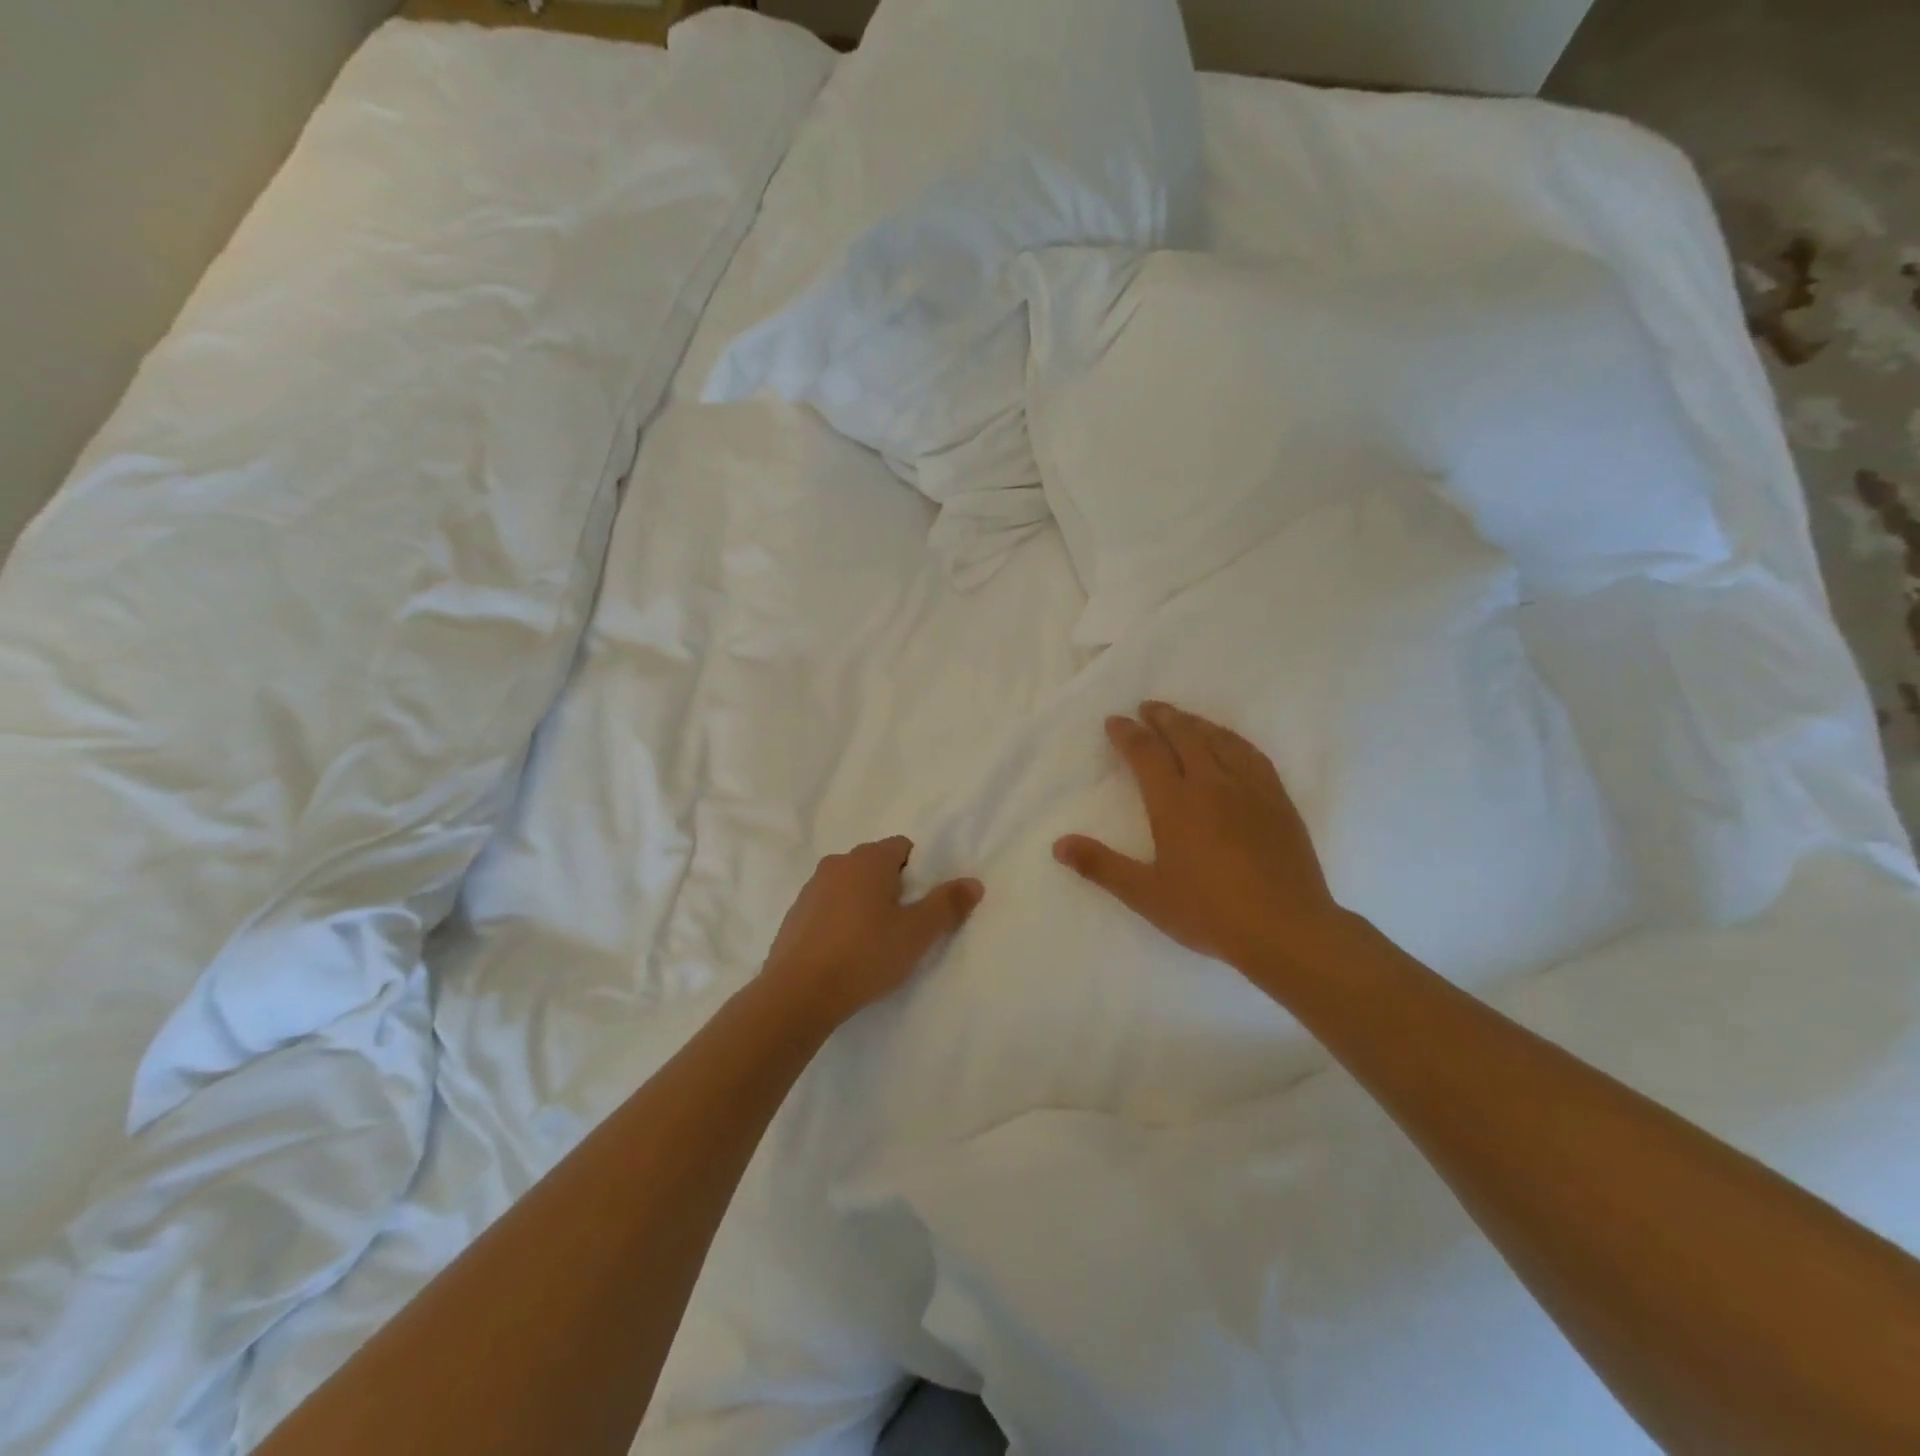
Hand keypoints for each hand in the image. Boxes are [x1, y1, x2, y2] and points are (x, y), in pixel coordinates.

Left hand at [762, 837, 983, 1028]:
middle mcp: (837, 864)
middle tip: (905, 924)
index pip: (903, 847)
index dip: (919, 871)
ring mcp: (811, 888)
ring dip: (865, 903)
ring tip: (875, 942)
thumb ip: (947, 904)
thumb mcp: (917, 933)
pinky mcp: (795, 915)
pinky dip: (841, 920)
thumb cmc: (864, 955)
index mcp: (868, 860)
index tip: (924, 903)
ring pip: (850, 886)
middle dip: (893, 887)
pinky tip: (846, 952)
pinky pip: (828, 907)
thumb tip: (974, 882)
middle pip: (876, 864)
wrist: (798, 993)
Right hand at [1054, 701, 1348, 980]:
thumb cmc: (1209, 912)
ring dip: (1195, 722)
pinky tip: (1230, 742)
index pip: (1146, 753)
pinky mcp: (1277, 800)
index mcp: (1175, 802)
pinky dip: (1232, 739)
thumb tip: (1059, 844)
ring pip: (1219, 740)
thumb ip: (1101, 866)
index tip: (1115, 721)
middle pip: (1184, 735)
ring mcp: (1249, 788)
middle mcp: (1211, 783)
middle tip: (1147, 707)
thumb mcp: (1146, 895)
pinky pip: (1252, 754)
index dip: (1127, 734)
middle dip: (1162, 717)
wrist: (1286, 929)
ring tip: (1182, 717)